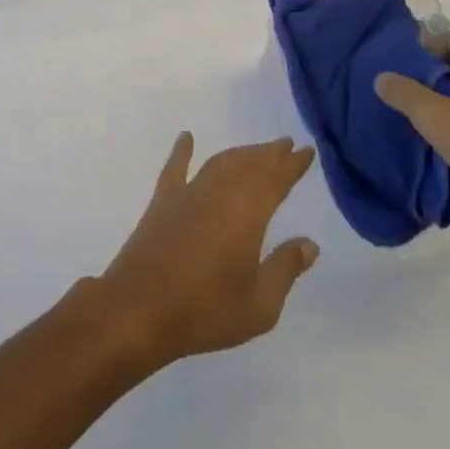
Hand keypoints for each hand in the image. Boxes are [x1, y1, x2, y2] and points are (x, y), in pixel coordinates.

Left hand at [95, 134, 318, 368]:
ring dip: (240, 153)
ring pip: (219, 163)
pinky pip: (175, 168)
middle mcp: (219, 193)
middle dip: (269, 154)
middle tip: (286, 144)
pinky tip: (187, 138)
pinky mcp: (162, 202)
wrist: (140, 310)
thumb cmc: (206, 310)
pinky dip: (182, 151)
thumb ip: (285, 269)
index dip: (292, 164)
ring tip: (256, 150)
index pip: (275, 179)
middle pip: (249, 164)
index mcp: (247, 213)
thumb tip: (309, 243)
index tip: (307, 151)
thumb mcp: (259, 305)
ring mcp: (188, 193)